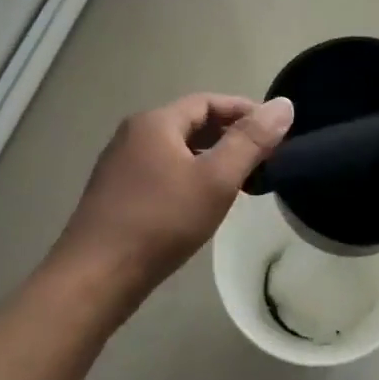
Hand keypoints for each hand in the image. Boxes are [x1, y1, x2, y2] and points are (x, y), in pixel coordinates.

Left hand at [47, 93, 294, 302]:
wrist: (95, 277)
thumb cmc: (161, 222)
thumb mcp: (216, 180)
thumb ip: (250, 141)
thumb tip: (283, 105)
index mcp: (155, 122)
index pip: (208, 101)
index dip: (244, 110)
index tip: (275, 130)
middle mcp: (133, 135)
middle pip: (190, 123)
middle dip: (229, 135)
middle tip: (262, 158)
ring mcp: (120, 165)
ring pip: (175, 149)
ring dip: (209, 158)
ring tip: (239, 181)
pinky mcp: (115, 194)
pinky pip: (161, 171)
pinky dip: (189, 176)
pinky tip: (201, 203)